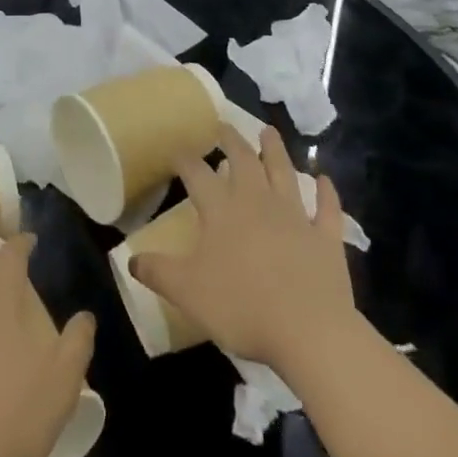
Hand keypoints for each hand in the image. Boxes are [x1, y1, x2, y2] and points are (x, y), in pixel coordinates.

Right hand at [128, 125, 356, 374]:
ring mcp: (294, 216)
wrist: (308, 330)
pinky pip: (327, 208)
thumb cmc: (241, 307)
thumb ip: (158, 272)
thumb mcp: (187, 292)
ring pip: (283, 172)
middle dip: (230, 140)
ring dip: (275, 150)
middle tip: (223, 126)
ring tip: (268, 131)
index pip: (197, 174)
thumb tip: (130, 258)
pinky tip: (325, 179)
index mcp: (221, 210)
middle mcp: (257, 201)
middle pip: (243, 161)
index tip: (177, 150)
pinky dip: (327, 192)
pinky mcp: (325, 237)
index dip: (185, 159)